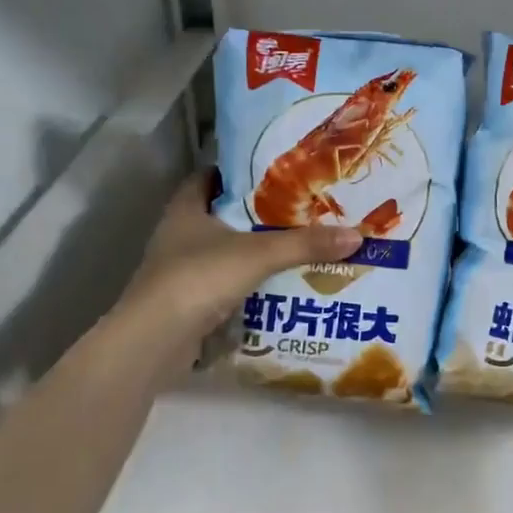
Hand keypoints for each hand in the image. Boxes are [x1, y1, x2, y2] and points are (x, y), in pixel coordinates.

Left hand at [120, 172, 361, 362]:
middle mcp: (179, 234)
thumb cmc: (199, 278)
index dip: (240, 171)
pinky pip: (224, 281)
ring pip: (224, 250)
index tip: (276, 171)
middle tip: (299, 209)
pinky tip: (278, 284)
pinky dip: (247, 281)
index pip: (211, 176)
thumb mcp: (258, 255)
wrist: (155, 340)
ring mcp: (180, 269)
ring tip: (296, 245)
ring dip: (253, 249)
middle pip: (221, 214)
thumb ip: (305, 244)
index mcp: (186, 209)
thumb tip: (357, 235)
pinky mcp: (188, 300)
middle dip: (257, 213)